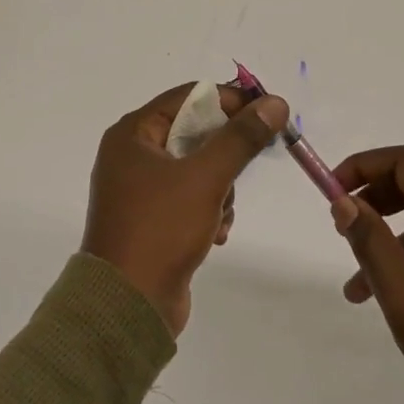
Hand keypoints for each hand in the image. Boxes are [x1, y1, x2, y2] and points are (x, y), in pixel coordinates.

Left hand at [83, 83, 288, 334]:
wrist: (128, 305)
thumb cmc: (161, 229)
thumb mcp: (206, 177)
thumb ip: (242, 138)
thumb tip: (275, 103)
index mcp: (132, 134)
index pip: (189, 97)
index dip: (230, 101)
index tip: (267, 114)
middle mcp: (132, 156)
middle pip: (195, 133)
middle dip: (225, 155)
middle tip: (250, 164)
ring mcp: (141, 190)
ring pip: (199, 168)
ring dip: (221, 188)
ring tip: (219, 214)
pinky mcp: (153, 220)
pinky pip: (192, 198)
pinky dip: (210, 211)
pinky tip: (216, 234)